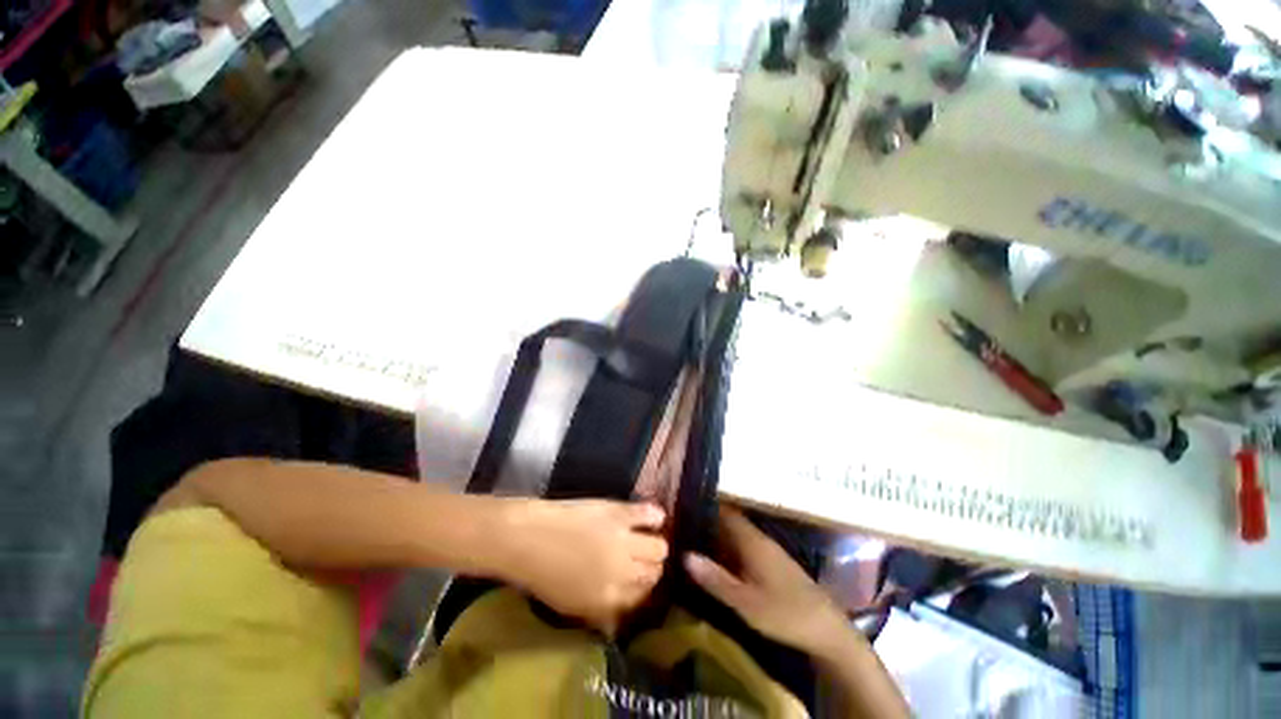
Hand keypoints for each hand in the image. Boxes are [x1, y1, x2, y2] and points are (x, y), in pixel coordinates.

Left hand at [496, 499, 667, 633]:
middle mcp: (623, 573)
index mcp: (610, 600)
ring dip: (656, 545)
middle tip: (642, 559)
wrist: (528, 538)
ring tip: (648, 538)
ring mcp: (624, 541)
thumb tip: (620, 620)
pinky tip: (655, 517)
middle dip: (652, 568)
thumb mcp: (571, 606)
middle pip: (654, 572)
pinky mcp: (619, 513)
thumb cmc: (543, 575)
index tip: (640, 580)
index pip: (643, 597)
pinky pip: (650, 515)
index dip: (643, 588)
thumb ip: (600, 612)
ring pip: (659, 547)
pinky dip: (655, 516)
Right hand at [684, 507, 850, 657]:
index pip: (725, 511)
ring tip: (694, 541)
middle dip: (708, 523)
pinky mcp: (774, 563)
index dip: (705, 507)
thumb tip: (685, 555)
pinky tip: (719, 561)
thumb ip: (715, 578)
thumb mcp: (745, 602)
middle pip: (729, 522)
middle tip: (683, 527)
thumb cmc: (784, 613)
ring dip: (718, 537)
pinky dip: (730, 549)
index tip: (684, 507)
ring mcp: (769, 550)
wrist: (827, 630)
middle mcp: (760, 539)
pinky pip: (745, 547)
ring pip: (737, 535)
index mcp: (752, 541)